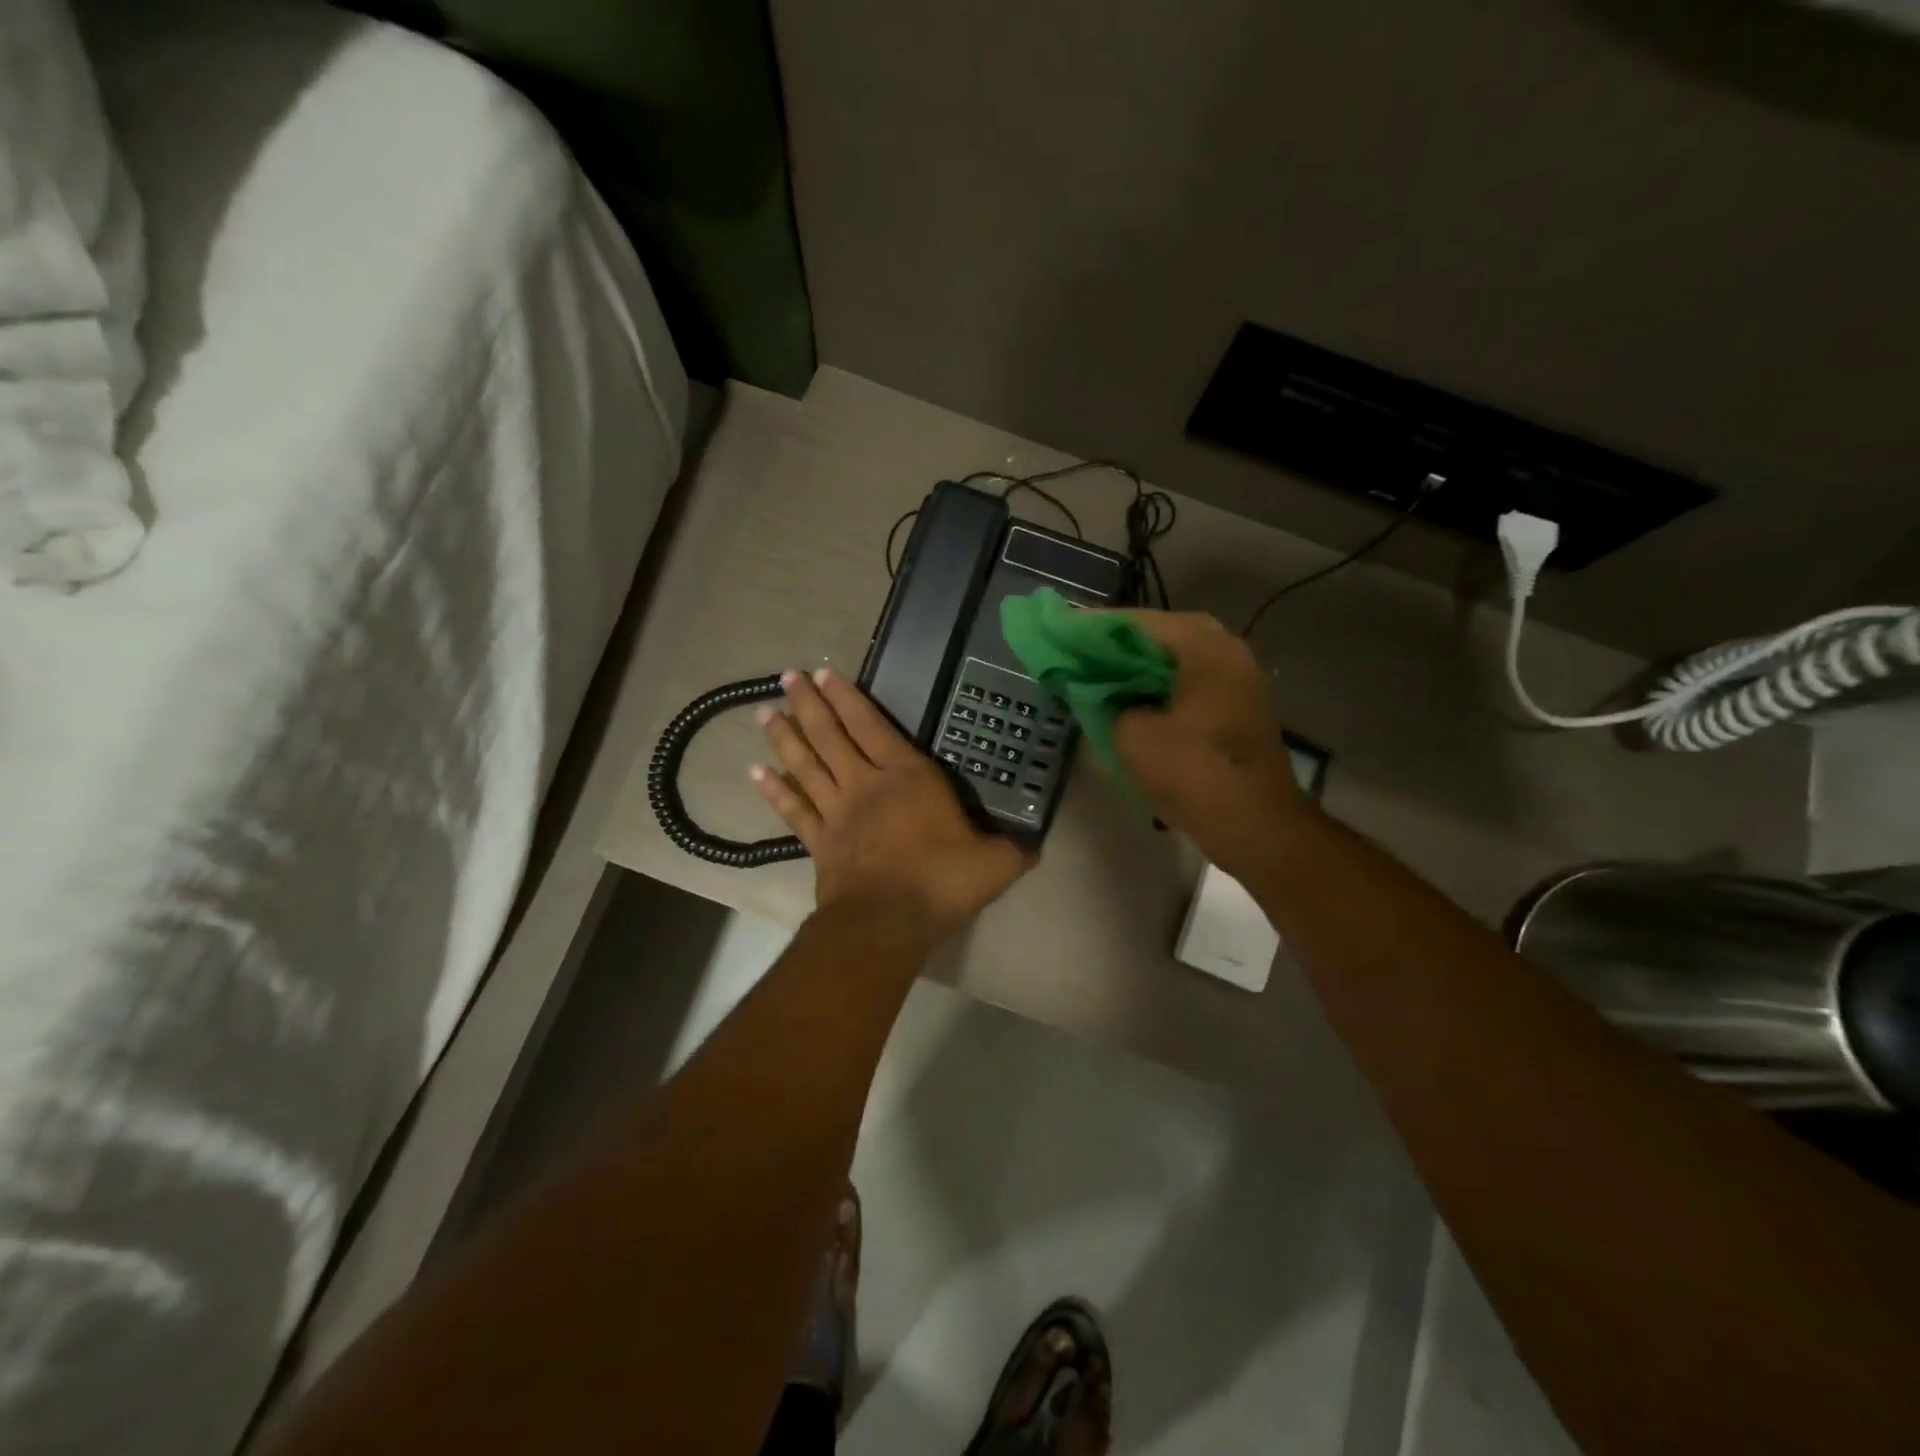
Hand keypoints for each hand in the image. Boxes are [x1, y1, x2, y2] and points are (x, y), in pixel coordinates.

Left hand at [753, 667, 1033, 936]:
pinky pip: (793, 809)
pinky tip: (756, 772)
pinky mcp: (818, 841)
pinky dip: (774, 790)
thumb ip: (1014, 848)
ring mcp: (837, 812)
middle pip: (830, 735)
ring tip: (764, 712)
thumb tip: (1035, 845)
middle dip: (808, 703)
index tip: (826, 673)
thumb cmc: (941, 881)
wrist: (888, 922)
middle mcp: (866, 784)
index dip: (849, 698)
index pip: (873, 726)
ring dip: (785, 737)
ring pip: (806, 765)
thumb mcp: (995, 863)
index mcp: (907, 777)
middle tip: (786, 676)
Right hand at [1108, 611, 1308, 874]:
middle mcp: (1227, 652)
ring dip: (1141, 663)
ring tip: (1101, 671)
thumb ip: (1109, 702)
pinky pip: (1190, 681)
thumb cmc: (1192, 772)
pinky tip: (1132, 698)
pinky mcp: (1238, 708)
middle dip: (1121, 642)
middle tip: (1083, 650)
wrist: (1255, 825)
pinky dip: (1160, 684)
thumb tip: (1105, 693)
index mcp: (1204, 648)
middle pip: (1164, 634)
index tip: (1063, 629)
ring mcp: (1238, 680)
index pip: (1141, 621)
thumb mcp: (1131, 734)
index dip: (1097, 626)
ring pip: (1179, 659)